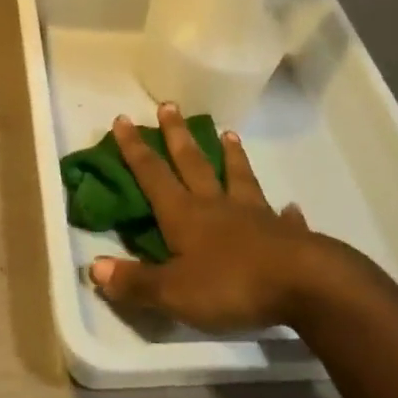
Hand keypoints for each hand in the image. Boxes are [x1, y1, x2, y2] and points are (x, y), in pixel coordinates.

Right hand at [87, 103, 322, 331]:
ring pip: (239, 178)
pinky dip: (285, 212)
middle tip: (169, 106)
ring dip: (232, 156)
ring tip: (229, 133)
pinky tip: (291, 207)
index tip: (123, 119)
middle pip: (193, 163)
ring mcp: (255, 216)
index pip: (153, 175)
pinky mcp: (287, 235)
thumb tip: (93, 267)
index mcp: (185, 215)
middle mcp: (217, 206)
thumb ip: (136, 282)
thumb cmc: (231, 285)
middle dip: (177, 136)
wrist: (304, 285)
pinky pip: (283, 218)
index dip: (135, 149)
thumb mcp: (174, 292)